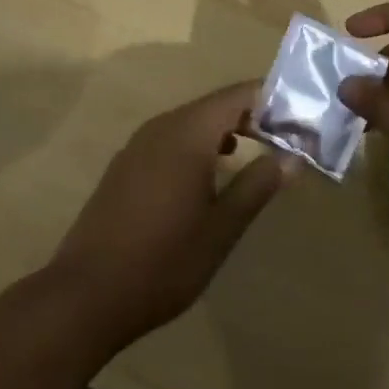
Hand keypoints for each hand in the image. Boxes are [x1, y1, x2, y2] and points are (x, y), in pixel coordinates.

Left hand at [47, 82, 295, 351]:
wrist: (86, 293)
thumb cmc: (163, 261)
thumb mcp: (221, 229)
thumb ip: (257, 186)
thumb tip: (292, 157)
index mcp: (187, 133)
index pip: (238, 95)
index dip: (273, 100)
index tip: (302, 118)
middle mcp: (161, 127)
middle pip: (215, 105)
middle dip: (253, 115)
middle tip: (288, 137)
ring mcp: (139, 144)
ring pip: (192, 121)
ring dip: (226, 130)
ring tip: (259, 150)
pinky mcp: (126, 165)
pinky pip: (172, 138)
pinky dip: (200, 144)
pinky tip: (212, 171)